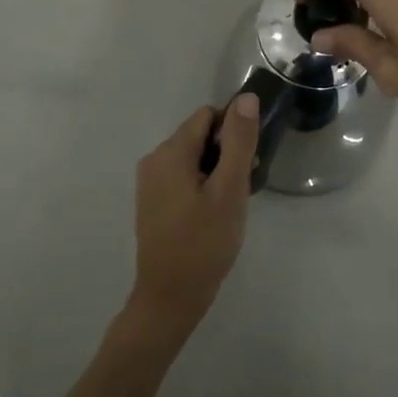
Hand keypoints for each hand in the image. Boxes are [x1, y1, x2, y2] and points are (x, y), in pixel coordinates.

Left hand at [125, 93, 259, 341]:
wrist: (169, 298)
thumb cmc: (204, 243)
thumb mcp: (229, 190)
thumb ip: (238, 141)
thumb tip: (245, 98)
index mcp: (170, 152)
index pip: (208, 116)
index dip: (233, 132)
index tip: (248, 162)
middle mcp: (154, 159)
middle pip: (199, 136)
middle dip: (225, 153)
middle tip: (242, 189)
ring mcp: (150, 182)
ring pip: (192, 158)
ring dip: (215, 172)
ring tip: (229, 206)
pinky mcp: (152, 202)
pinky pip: (182, 177)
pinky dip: (201, 186)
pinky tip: (212, 215)